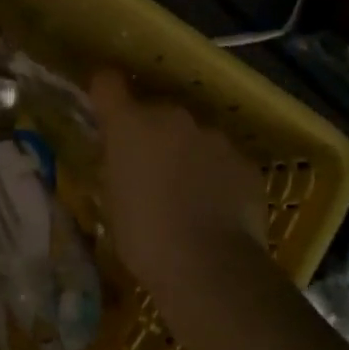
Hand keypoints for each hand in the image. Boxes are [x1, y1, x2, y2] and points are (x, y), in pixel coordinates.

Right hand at [90, 70, 268, 297]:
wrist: (209, 266)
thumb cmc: (143, 236)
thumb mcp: (111, 201)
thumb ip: (116, 167)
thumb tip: (122, 159)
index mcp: (130, 125)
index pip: (108, 83)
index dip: (104, 93)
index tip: (103, 108)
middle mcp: (173, 118)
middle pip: (156, 114)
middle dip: (152, 136)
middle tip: (149, 172)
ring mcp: (214, 137)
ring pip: (194, 137)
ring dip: (187, 155)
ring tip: (187, 197)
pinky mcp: (245, 162)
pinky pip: (224, 162)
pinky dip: (217, 177)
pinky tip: (216, 211)